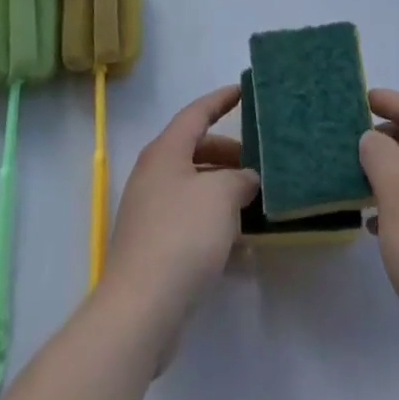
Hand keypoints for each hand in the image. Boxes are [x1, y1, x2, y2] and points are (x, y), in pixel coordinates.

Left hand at [100, 85, 258, 335]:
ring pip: (193, 186)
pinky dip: (213, 218)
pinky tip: (238, 238)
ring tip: (253, 198)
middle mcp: (154, 174)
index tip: (242, 91)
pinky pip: (189, 217)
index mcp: (165, 151)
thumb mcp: (221, 196)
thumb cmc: (182, 235)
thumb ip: (240, 179)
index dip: (220, 100)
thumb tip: (246, 179)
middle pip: (195, 150)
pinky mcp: (153, 244)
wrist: (140, 308)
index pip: (196, 113)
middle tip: (258, 161)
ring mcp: (150, 210)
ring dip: (222, 188)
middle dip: (227, 153)